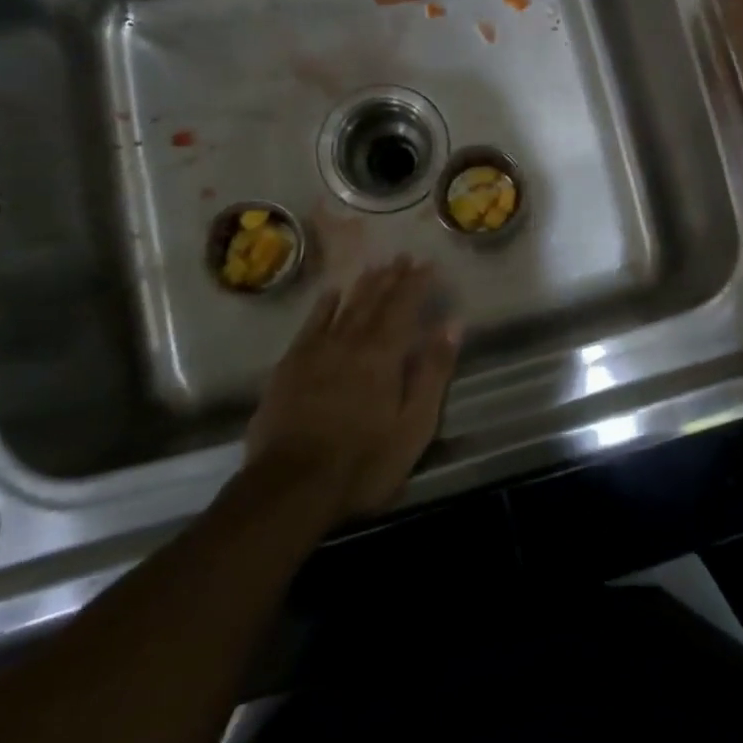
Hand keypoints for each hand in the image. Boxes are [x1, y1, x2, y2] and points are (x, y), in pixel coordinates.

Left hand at [246, 259, 461, 521]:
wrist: (291, 487)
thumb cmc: (364, 462)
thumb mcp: (414, 424)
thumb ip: (434, 371)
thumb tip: (452, 324)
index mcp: (384, 354)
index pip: (404, 306)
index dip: (417, 283)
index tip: (428, 264)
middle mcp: (351, 341)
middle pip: (374, 301)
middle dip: (391, 277)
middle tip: (402, 256)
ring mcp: (317, 351)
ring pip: (345, 307)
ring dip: (362, 285)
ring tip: (375, 266)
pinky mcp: (290, 366)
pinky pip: (311, 324)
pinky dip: (323, 306)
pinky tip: (330, 293)